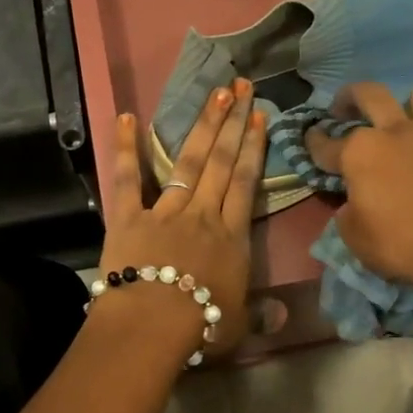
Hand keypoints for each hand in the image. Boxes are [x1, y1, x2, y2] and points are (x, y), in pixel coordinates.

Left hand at [94, 78, 265, 356]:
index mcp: (231, 237)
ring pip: (187, 161)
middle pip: (220, 162)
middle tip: (241, 86)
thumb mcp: (238, 324)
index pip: (245, 183)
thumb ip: (261, 315)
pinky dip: (125, 148)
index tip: (260, 117)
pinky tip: (125, 117)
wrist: (154, 324)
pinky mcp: (129, 216)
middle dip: (233, 123)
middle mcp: (202, 214)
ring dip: (202, 126)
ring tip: (214, 94)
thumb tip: (286, 316)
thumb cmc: (201, 326)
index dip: (253, 148)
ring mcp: (165, 211)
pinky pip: (127, 178)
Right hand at [326, 82, 412, 300]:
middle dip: (348, 98)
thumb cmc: (394, 244)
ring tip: (396, 117)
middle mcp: (392, 134)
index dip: (313, 143)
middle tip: (341, 109)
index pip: (325, 144)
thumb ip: (348, 206)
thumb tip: (355, 199)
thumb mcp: (351, 232)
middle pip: (368, 95)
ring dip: (403, 102)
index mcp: (359, 152)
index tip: (309, 140)